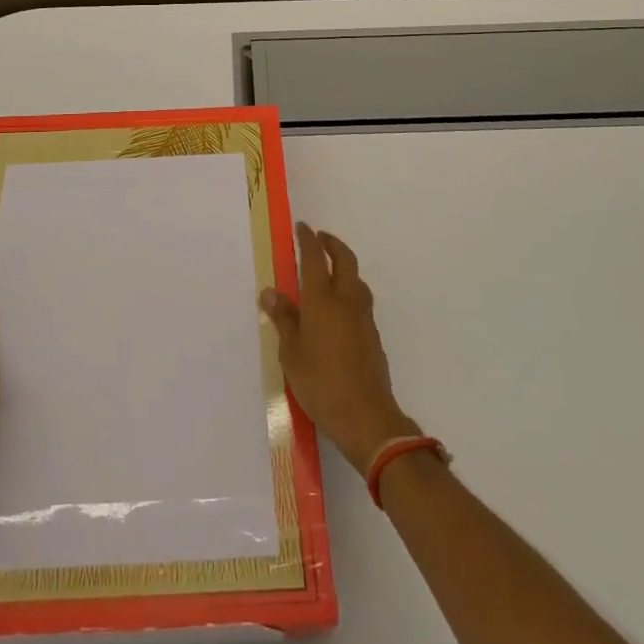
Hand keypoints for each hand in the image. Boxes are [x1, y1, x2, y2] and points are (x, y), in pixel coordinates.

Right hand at [261, 221, 419, 476]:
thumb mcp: (291, 353)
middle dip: (332, 244)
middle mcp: (346, 300)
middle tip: (319, 239)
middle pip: (344, 259)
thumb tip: (270, 292)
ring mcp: (363, 317)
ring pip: (356, 278)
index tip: (302, 227)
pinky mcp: (372, 334)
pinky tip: (339, 307)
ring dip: (344, 266)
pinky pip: (360, 299)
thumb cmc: (320, 382)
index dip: (308, 239)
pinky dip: (349, 290)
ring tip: (328, 272)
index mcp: (322, 299)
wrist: (365, 416)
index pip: (315, 257)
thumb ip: (283, 319)